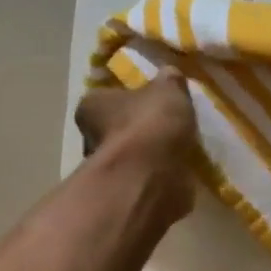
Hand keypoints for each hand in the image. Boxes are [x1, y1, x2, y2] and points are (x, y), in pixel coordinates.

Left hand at [76, 70, 198, 222]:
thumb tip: (170, 75)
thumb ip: (169, 81)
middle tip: (167, 128)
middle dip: (138, 131)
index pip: (104, 98)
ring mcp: (107, 172)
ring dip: (150, 157)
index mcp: (92, 106)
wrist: (152, 176)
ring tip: (179, 151)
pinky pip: (145, 181)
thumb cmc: (151, 123)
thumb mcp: (168, 88)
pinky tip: (180, 173)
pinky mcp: (125, 196)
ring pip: (130, 159)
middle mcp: (90, 139)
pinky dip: (159, 178)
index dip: (126, 99)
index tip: (149, 102)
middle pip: (116, 130)